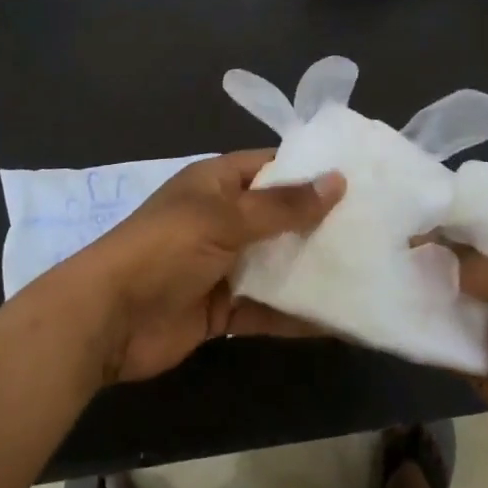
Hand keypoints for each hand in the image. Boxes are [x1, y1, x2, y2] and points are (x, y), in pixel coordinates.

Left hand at [64, 151, 344, 383]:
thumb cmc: (166, 249)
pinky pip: (267, 307)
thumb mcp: (224, 218)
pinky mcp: (223, 309)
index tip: (360, 178)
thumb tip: (337, 180)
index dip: (311, 170)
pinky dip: (297, 314)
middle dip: (320, 224)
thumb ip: (282, 205)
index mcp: (216, 183)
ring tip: (369, 272)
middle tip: (378, 230)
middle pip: (279, 217)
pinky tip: (339, 321)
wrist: (109, 319)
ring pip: (277, 263)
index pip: (271, 167)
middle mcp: (222, 219)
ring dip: (313, 270)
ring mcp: (223, 265)